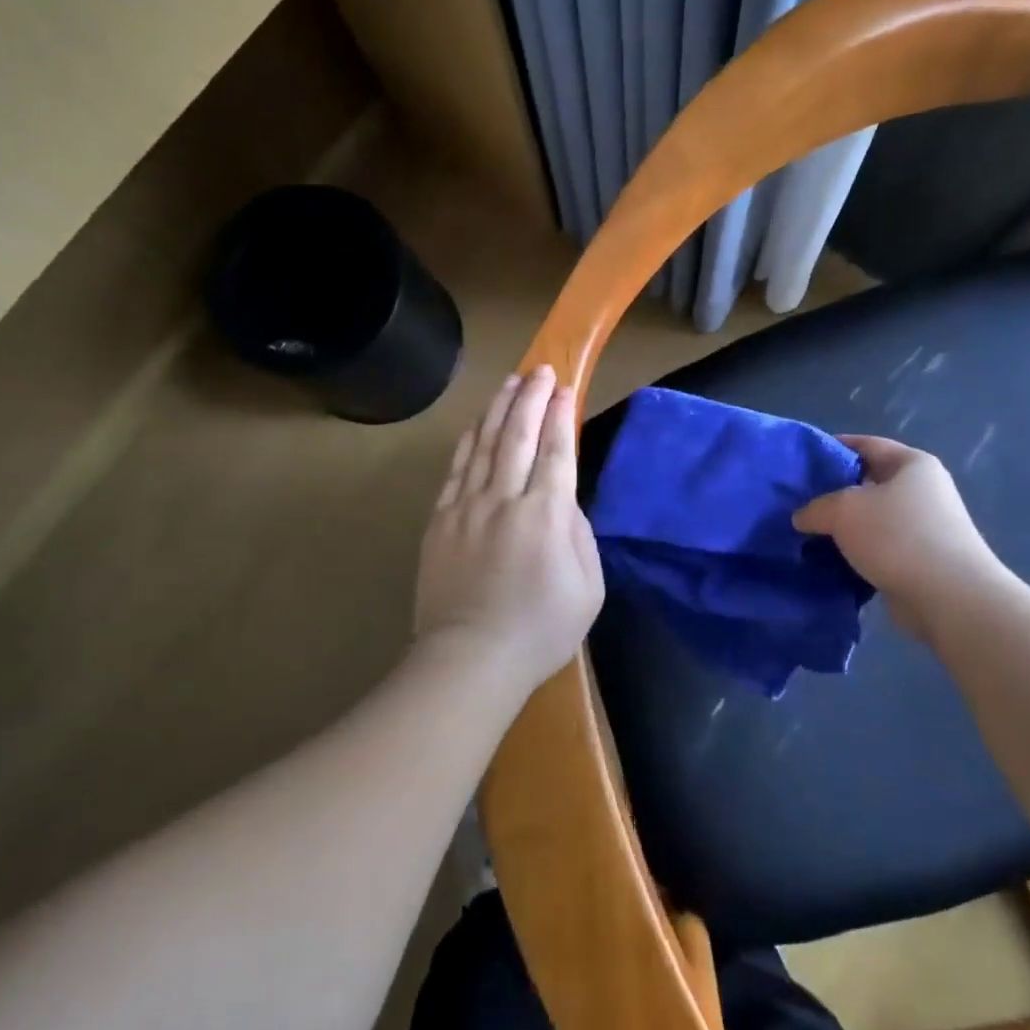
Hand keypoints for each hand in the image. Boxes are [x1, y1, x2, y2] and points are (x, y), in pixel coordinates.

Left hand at [414, 366, 603, 700]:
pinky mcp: (440, 520)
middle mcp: (505, 499)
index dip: (561, 415)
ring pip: (484, 444)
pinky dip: (469, 441)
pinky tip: (477, 425)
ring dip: (499, 409)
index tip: (564, 387)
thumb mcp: (588, 589)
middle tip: (539, 370)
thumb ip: (580, 536)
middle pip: (518, 436)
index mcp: (546, 515)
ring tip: (510, 383)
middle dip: (531, 398)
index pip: (557, 452)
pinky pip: (456, 469)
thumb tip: (565, 502)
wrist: (470, 659)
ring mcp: (467, 507)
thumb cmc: (540, 630)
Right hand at [793, 436, 1006, 639]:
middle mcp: (923, 491)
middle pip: (869, 483)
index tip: (803, 460)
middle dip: (834, 492)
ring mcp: (924, 528)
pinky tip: (828, 561)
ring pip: (872, 520)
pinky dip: (856, 554)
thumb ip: (816, 507)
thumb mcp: (843, 510)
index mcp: (913, 464)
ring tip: (806, 534)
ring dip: (843, 528)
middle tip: (797, 501)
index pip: (867, 444)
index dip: (834, 447)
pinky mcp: (920, 562)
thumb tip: (802, 518)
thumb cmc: (897, 536)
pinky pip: (879, 549)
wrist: (948, 597)